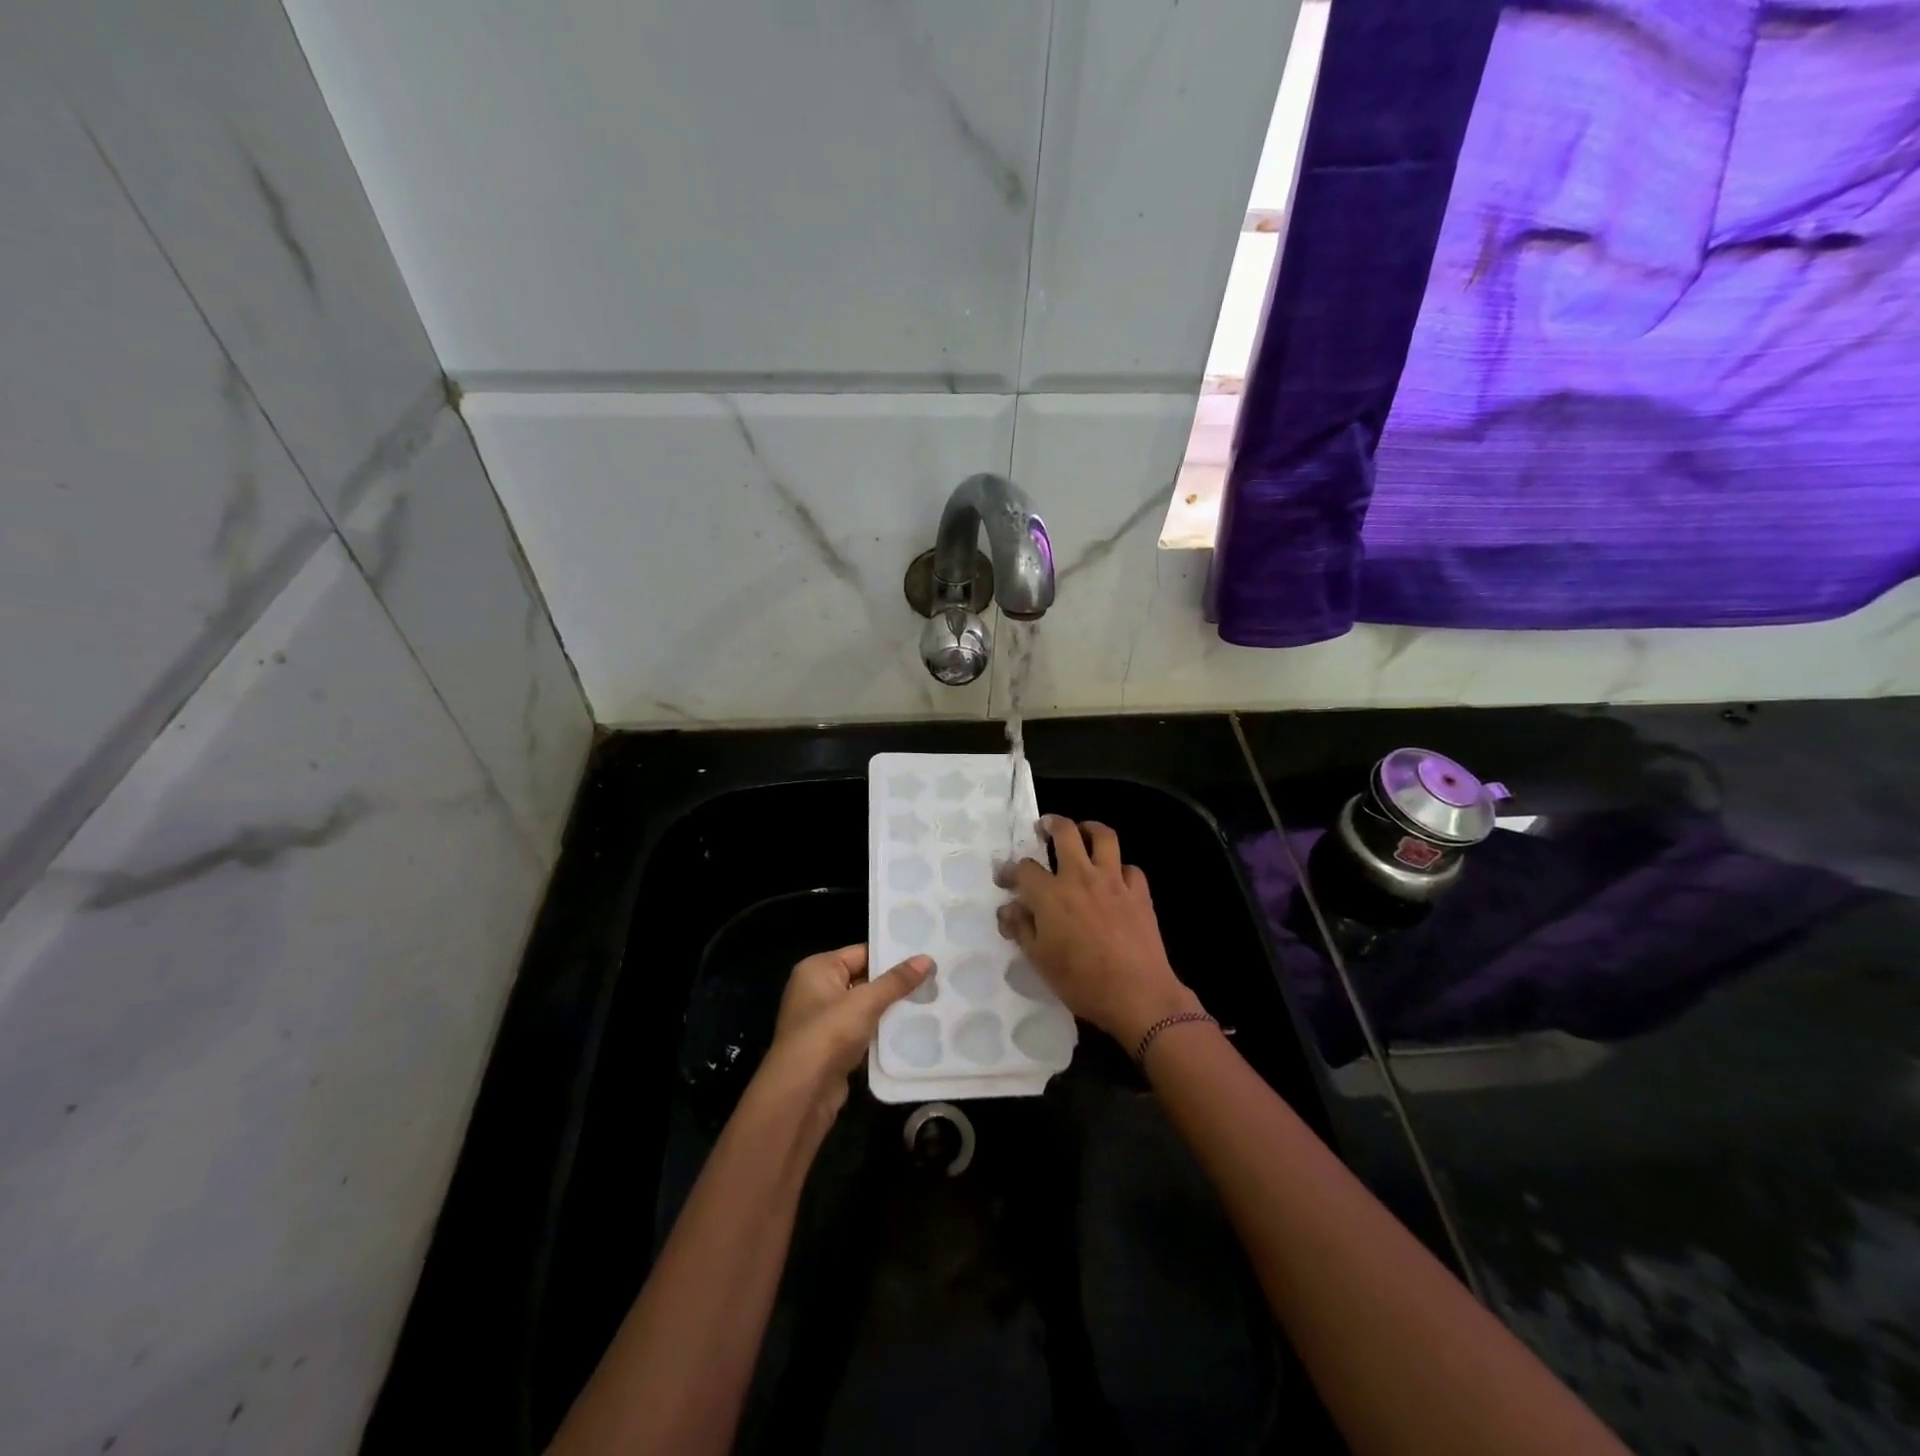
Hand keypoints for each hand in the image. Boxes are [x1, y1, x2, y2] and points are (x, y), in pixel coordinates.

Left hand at [758, 944, 932, 1113]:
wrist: (801, 1094)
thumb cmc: (828, 1034)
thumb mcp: (865, 1002)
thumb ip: (896, 981)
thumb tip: (927, 959)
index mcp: (817, 969)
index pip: (861, 953)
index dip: (891, 956)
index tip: (925, 958)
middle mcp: (816, 990)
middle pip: (863, 980)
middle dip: (894, 985)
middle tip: (933, 980)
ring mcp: (822, 1021)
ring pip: (864, 1008)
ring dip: (890, 1010)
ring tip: (929, 1003)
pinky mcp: (831, 1048)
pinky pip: (862, 1032)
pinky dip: (881, 1033)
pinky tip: (911, 1031)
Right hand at [997, 816, 1200, 1046]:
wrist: (1137, 995)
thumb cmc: (1080, 981)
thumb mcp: (1039, 960)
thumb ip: (1021, 928)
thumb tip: (1008, 908)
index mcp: (1051, 894)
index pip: (1024, 868)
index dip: (1010, 870)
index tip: (1004, 878)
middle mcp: (1081, 877)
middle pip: (1065, 833)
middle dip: (1052, 824)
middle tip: (1045, 827)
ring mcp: (1114, 881)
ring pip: (1104, 837)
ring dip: (1090, 829)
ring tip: (1083, 833)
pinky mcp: (1139, 893)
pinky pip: (1130, 868)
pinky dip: (1120, 868)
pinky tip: (1115, 878)